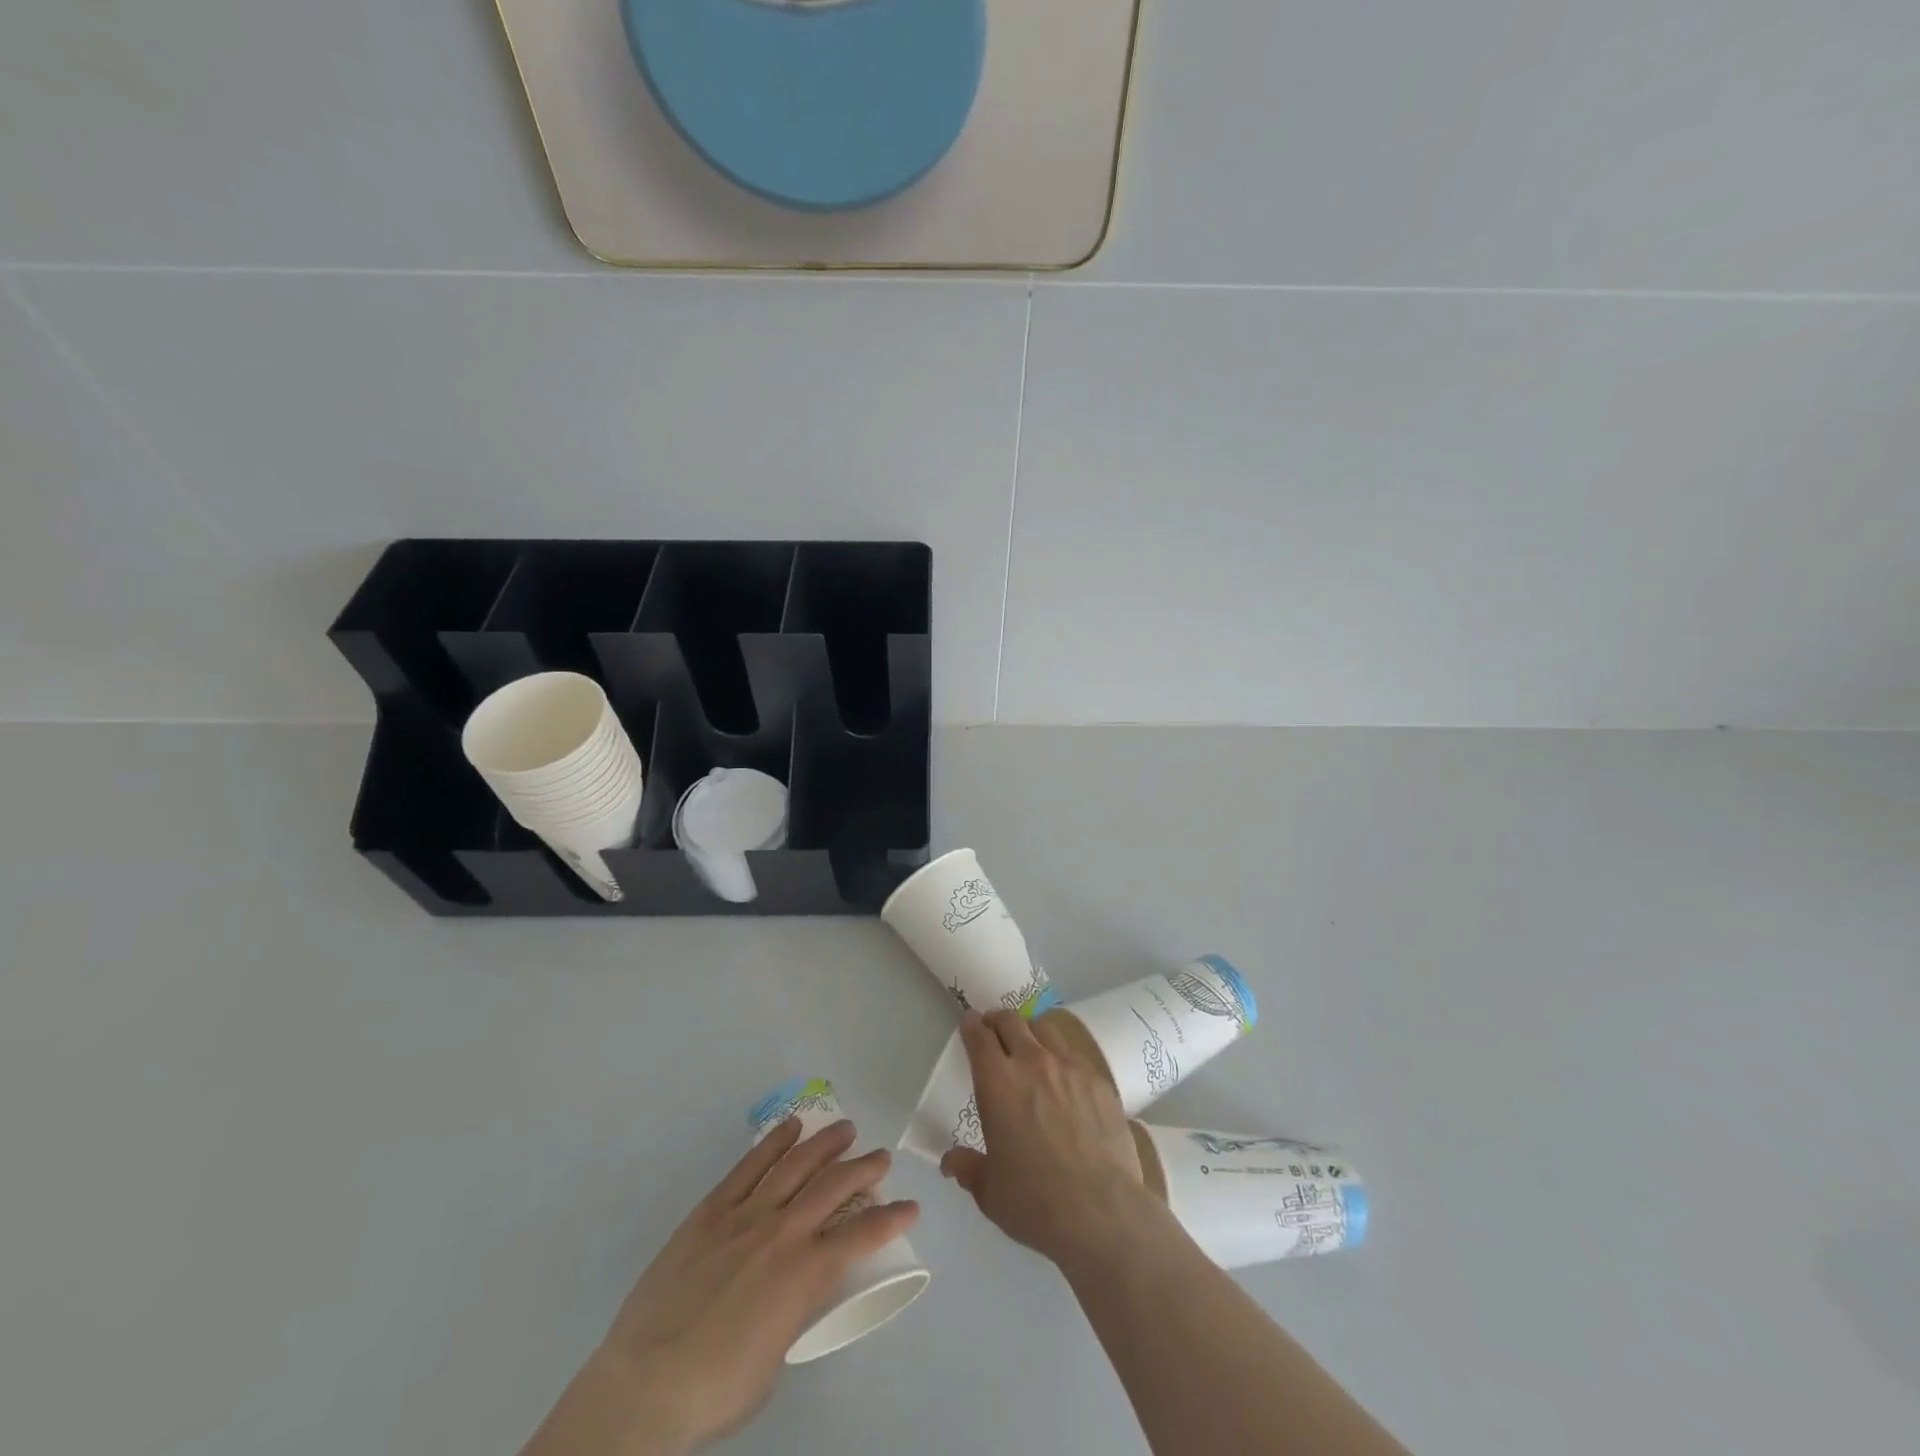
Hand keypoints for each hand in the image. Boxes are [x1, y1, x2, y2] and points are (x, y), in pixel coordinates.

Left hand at [526, 1119, 917, 1455]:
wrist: (645, 1385)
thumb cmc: (715, 1389)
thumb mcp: (774, 1360)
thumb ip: (792, 1315)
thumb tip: (791, 1298)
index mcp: (805, 1274)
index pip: (862, 1234)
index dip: (891, 1218)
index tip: (910, 1207)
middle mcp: (783, 1232)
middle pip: (833, 1186)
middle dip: (864, 1167)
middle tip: (882, 1156)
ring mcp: (746, 1215)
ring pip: (795, 1164)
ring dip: (825, 1143)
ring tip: (846, 1128)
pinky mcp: (712, 1211)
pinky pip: (750, 1166)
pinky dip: (773, 1143)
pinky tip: (791, 1128)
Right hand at [940, 1009, 1149, 1267]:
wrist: (1100, 1210)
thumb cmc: (1034, 1201)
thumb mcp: (989, 1192)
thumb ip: (968, 1168)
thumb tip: (950, 1162)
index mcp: (997, 1082)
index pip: (979, 1036)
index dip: (971, 1025)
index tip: (970, 1023)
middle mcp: (1032, 1062)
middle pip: (1011, 1021)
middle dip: (998, 1020)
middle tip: (995, 1029)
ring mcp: (1069, 1067)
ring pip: (1046, 1029)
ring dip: (1031, 1031)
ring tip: (1031, 1046)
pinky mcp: (1098, 1080)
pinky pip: (1075, 1055)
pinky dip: (1062, 1057)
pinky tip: (1066, 1079)